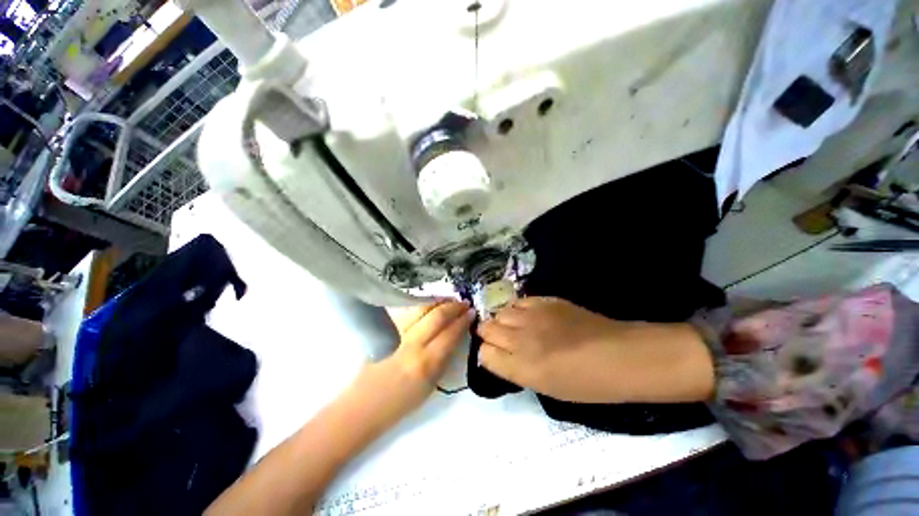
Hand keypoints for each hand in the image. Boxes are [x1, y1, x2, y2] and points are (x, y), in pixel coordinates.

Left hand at [350, 301, 473, 427]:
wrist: (363, 406)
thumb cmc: (399, 405)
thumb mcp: (430, 386)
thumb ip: (443, 360)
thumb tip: (454, 338)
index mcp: (426, 364)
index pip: (450, 334)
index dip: (463, 321)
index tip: (472, 312)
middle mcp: (412, 345)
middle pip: (436, 317)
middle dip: (453, 307)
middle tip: (463, 303)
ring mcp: (397, 336)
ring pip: (421, 310)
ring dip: (438, 302)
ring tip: (449, 300)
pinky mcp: (386, 332)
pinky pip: (410, 314)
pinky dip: (424, 306)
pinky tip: (431, 304)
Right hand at [476, 297, 624, 402]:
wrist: (618, 356)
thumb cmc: (585, 383)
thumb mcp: (544, 387)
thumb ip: (514, 369)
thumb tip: (497, 355)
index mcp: (520, 367)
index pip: (483, 353)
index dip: (487, 354)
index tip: (495, 356)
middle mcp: (520, 339)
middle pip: (486, 328)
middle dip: (489, 335)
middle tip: (502, 340)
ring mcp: (532, 316)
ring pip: (500, 312)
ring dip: (502, 321)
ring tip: (515, 327)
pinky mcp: (544, 301)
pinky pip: (519, 301)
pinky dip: (518, 309)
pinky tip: (527, 316)